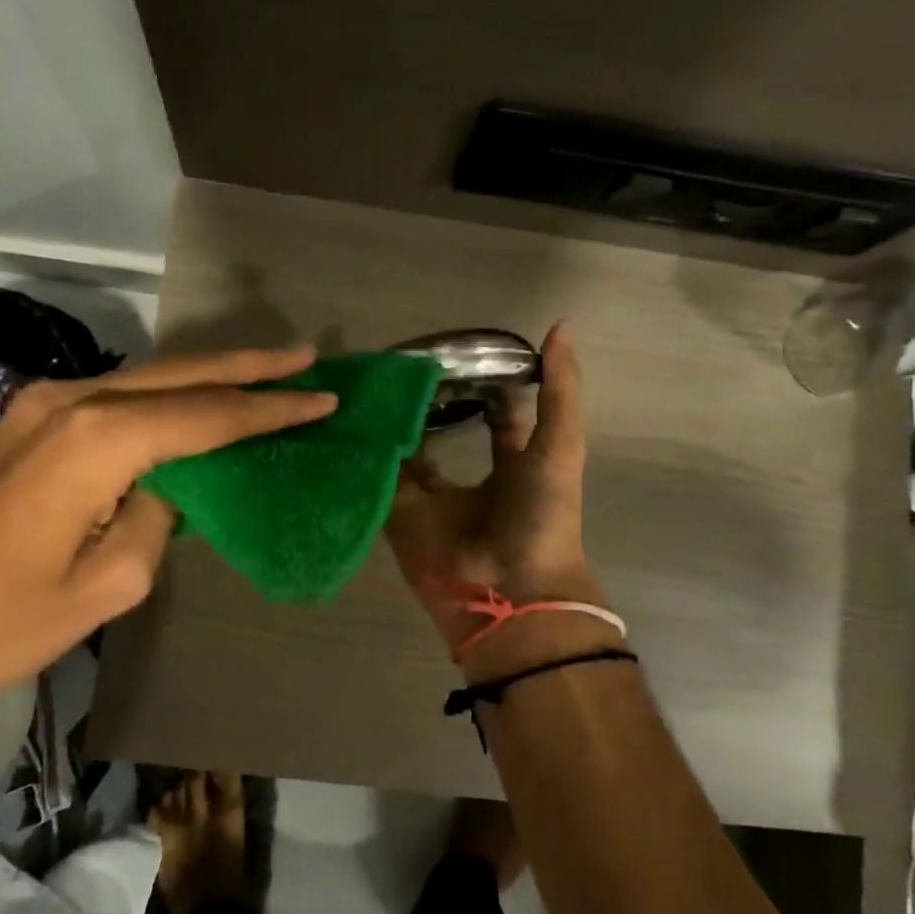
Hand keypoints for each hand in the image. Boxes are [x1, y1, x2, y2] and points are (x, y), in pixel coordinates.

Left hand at [0, 346, 336, 725]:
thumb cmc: (4, 622)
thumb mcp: (112, 582)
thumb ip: (160, 514)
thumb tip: (173, 480)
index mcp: (99, 440)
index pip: (208, 415)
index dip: (270, 409)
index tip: (323, 398)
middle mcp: (72, 401)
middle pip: (180, 374)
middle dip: (248, 367)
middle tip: (304, 358)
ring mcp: (42, 404)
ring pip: (147, 376)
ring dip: (207, 375)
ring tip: (265, 373)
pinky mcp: (27, 421)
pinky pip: (115, 394)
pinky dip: (165, 394)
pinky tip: (194, 400)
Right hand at [386, 322, 604, 664]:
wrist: (510, 588)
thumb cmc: (542, 514)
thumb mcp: (560, 444)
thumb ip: (559, 389)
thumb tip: (562, 325)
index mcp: (513, 461)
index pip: (497, 413)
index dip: (483, 381)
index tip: (459, 349)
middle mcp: (470, 475)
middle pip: (444, 427)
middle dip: (428, 399)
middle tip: (402, 361)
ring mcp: (432, 497)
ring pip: (407, 450)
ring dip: (393, 422)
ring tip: (371, 380)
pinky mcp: (400, 515)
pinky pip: (380, 479)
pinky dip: (368, 454)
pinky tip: (351, 416)